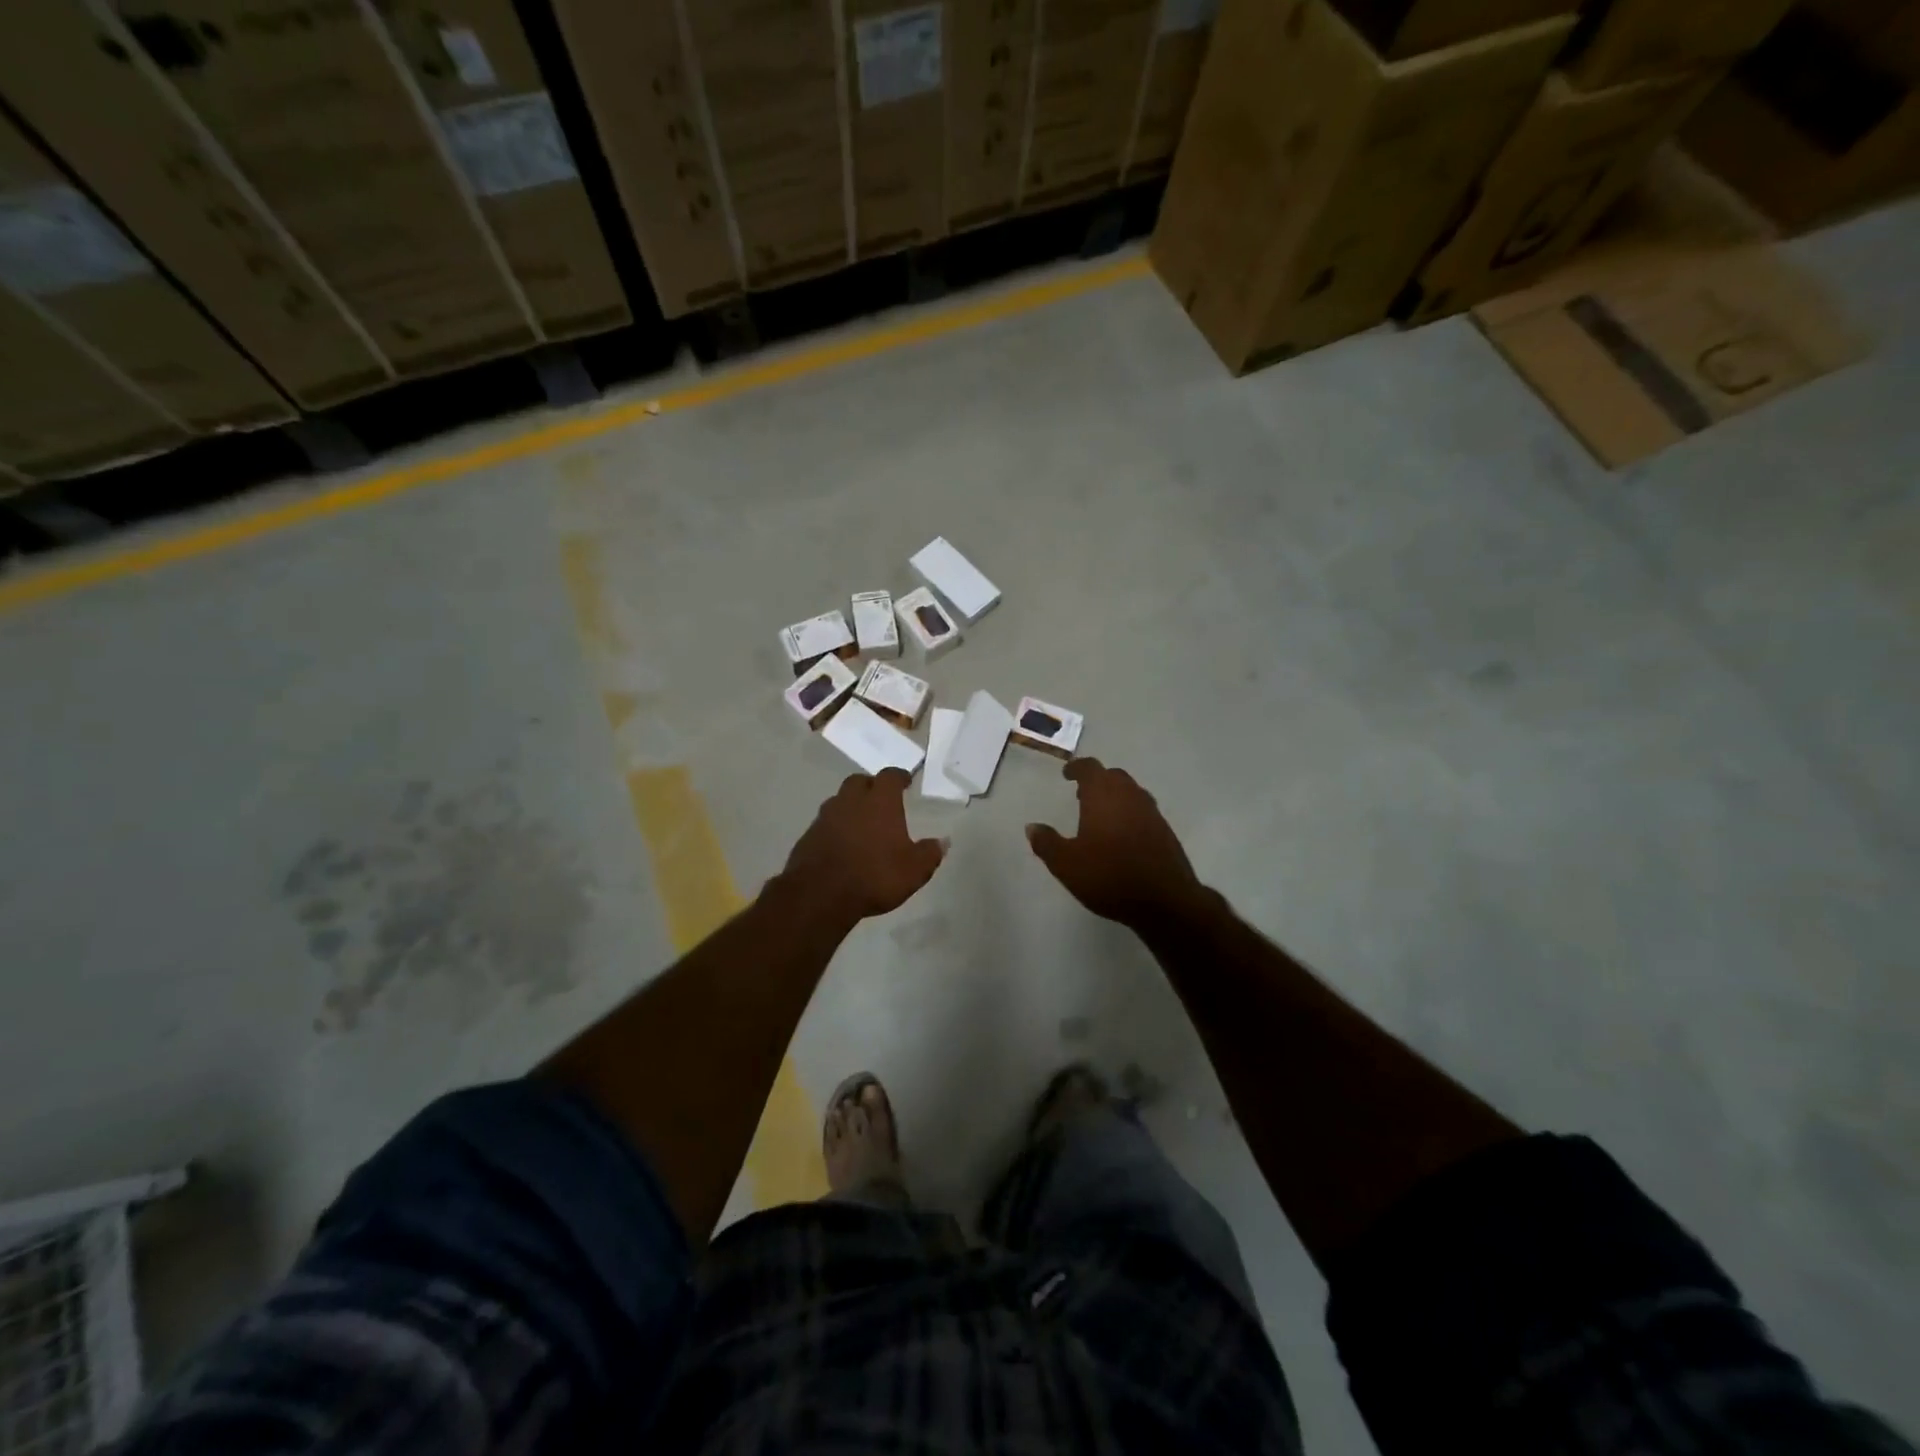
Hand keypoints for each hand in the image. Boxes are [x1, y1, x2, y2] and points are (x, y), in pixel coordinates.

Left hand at [779, 769, 945, 922]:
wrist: (820, 895)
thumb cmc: (874, 876)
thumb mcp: (914, 870)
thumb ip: (930, 853)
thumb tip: (943, 841)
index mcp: (880, 802)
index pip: (890, 776)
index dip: (899, 777)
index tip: (905, 781)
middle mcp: (851, 801)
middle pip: (860, 781)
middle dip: (871, 786)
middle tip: (882, 799)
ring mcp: (826, 817)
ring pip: (840, 801)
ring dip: (851, 806)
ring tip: (862, 823)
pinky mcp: (808, 836)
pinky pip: (825, 823)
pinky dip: (836, 827)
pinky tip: (843, 844)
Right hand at [1027, 759, 1206, 928]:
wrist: (1165, 900)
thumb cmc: (1109, 875)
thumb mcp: (1066, 864)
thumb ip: (1047, 843)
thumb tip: (1032, 827)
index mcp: (1104, 795)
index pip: (1090, 768)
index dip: (1076, 768)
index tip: (1067, 774)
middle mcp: (1130, 796)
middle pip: (1113, 776)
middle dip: (1097, 781)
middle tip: (1082, 795)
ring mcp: (1152, 813)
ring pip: (1131, 793)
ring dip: (1115, 797)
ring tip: (1100, 816)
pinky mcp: (1166, 832)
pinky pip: (1143, 812)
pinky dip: (1130, 814)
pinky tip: (1122, 836)